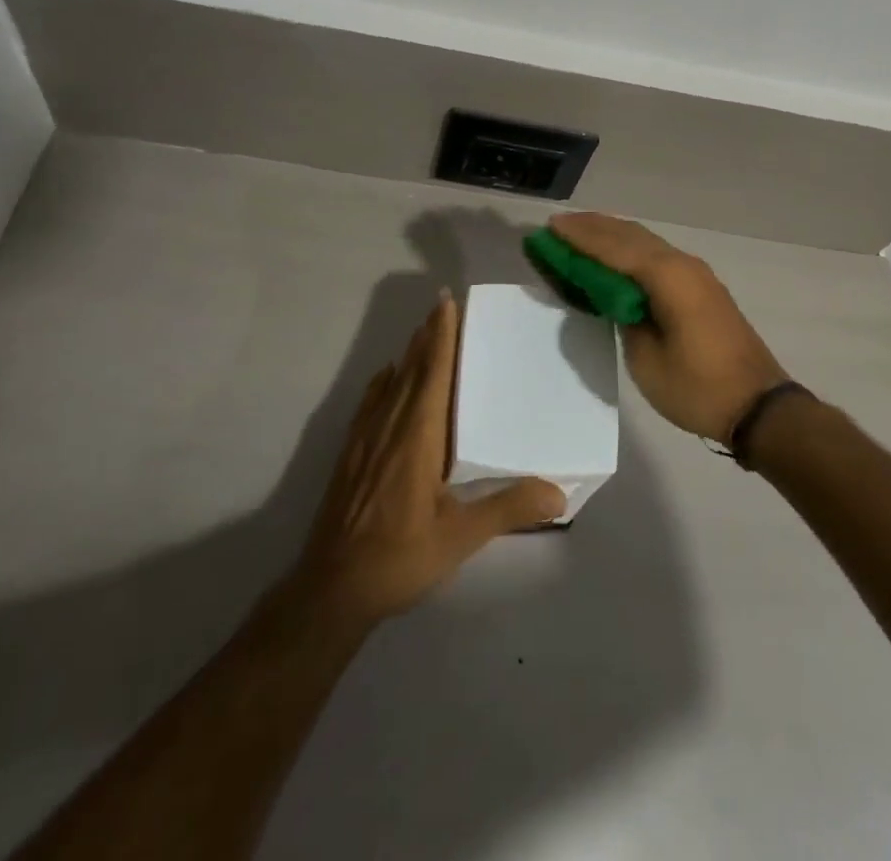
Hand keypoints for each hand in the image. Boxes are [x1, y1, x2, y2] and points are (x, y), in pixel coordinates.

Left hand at [289, 293, 565, 627]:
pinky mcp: (350, 455)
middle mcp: (389, 426)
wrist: (332, 588)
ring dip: (408, 355)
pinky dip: (383, 383)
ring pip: (390, 384)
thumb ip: (508, 509)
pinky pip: (370, 404)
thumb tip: (558, 492)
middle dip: (427, 336)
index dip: (440, 336)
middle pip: (411, 369)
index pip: (433, 373)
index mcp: (418, 436)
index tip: (447, 303)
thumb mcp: (460, 538)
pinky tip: (387, 378)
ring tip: (423, 333)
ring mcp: (365, 439)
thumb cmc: (400, 557)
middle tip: (443, 306)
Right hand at [548, 213, 787, 443]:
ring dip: (612, 236)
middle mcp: (682, 264)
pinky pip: (657, 256)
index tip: (549, 228)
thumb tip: (614, 297)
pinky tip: (615, 257)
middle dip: (593, 228)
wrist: (759, 407)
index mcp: (667, 277)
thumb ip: (624, 317)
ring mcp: (696, 274)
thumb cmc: (697, 387)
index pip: (613, 247)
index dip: (579, 237)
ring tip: (579, 234)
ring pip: (646, 242)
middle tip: (558, 227)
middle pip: (630, 235)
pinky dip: (630, 250)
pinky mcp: (702, 288)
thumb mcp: (646, 358)